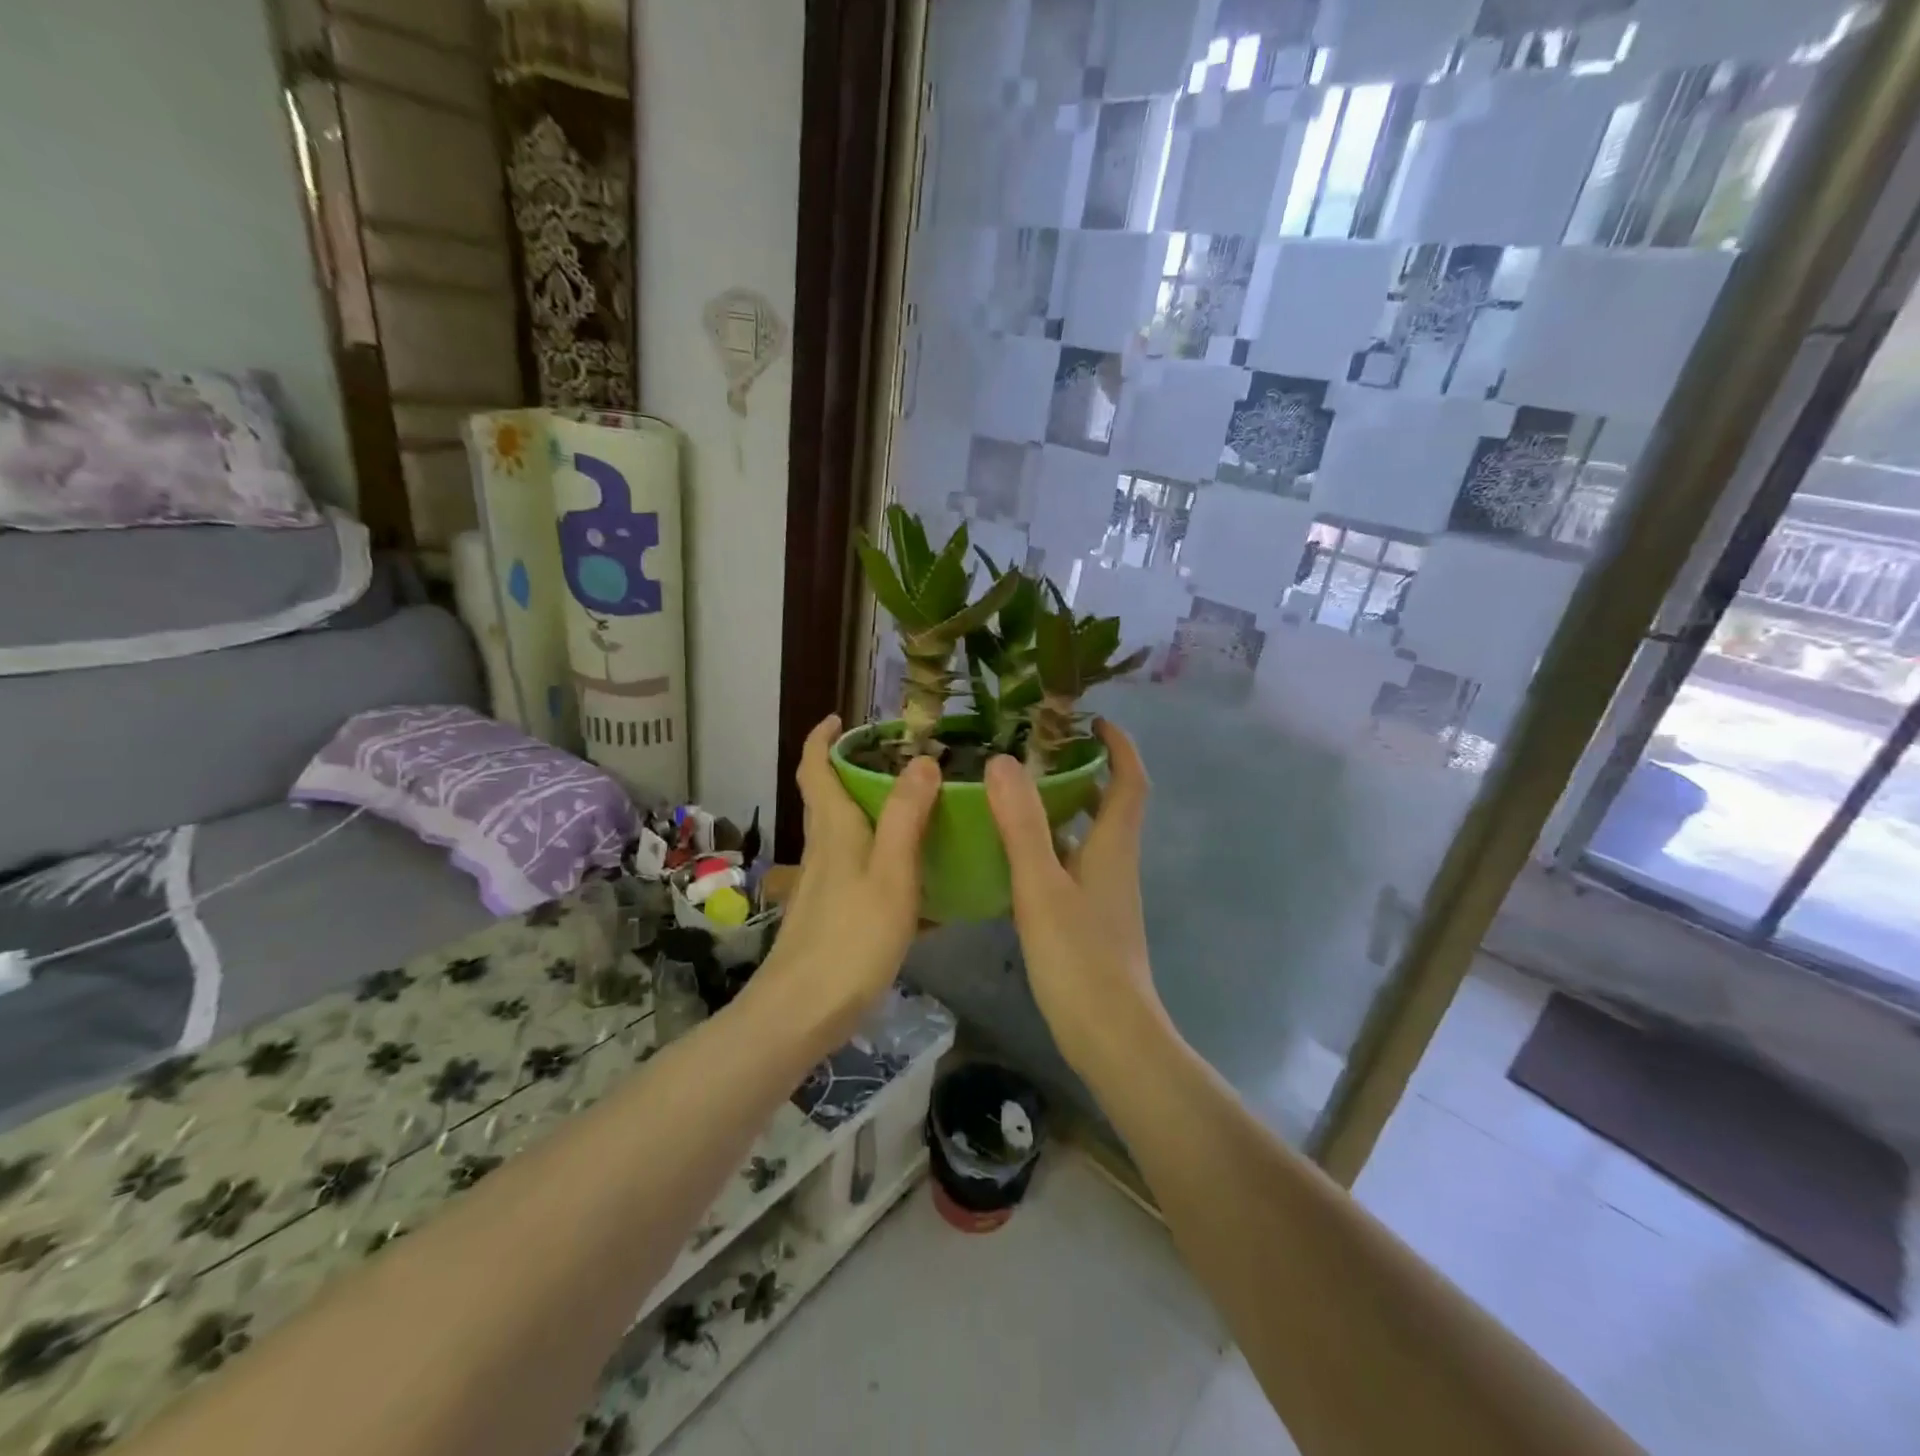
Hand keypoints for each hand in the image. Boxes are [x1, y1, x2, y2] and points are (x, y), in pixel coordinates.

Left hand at [752, 715, 939, 1049]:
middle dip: (855, 769)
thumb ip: (907, 816)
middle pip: (829, 796)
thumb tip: (922, 759)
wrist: (803, 1013)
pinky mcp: (832, 912)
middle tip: (902, 760)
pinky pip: (860, 868)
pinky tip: (918, 878)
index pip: (814, 767)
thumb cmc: (851, 937)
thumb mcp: (891, 873)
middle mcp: (823, 847)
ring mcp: (824, 882)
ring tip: (920, 808)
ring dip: (873, 811)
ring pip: (846, 832)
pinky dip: (884, 857)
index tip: (842, 718)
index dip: (823, 738)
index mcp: (834, 828)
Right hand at [985, 719, 1167, 1072]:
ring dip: (1064, 809)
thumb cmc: (1080, 958)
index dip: (1120, 746)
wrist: (1110, 1037)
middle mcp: (1116, 863)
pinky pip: (1073, 866)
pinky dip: (1051, 848)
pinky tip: (1014, 858)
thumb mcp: (1042, 886)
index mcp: (1113, 846)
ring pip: (1089, 837)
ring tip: (1018, 795)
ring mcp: (1105, 895)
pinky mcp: (1091, 920)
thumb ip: (1022, 825)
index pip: (1130, 781)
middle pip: (1110, 805)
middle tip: (1040, 753)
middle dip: (1085, 772)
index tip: (1094, 719)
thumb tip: (1002, 761)